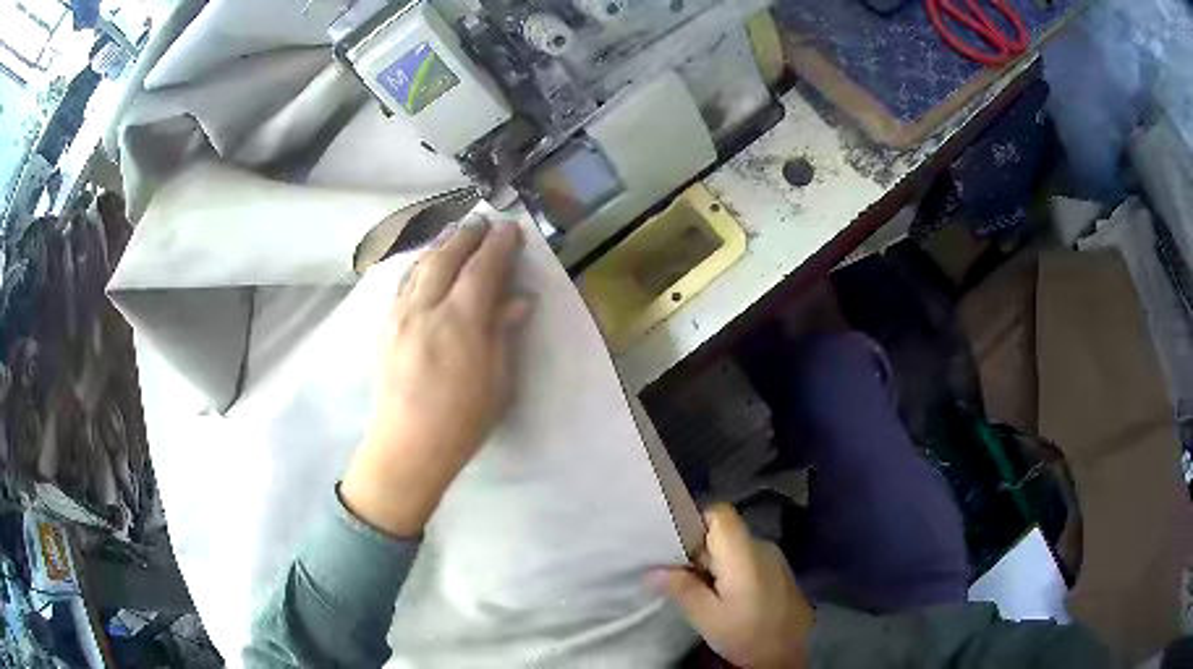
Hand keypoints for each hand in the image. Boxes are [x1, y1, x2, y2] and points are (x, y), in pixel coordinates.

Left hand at [341, 219, 531, 537]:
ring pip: (419, 266)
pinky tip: (425, 266)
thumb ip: (502, 333)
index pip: (481, 269)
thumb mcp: (496, 381)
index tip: (510, 228)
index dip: (497, 245)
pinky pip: (403, 284)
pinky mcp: (385, 327)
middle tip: (483, 221)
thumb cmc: (461, 422)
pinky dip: (419, 266)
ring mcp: (399, 316)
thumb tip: (517, 299)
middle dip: (466, 235)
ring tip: (455, 236)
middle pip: (445, 257)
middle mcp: (425, 308)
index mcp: (459, 322)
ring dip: (440, 245)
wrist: (406, 448)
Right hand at [651, 504, 813, 668]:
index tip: (676, 548)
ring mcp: (774, 559)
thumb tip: (651, 570)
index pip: (719, 513)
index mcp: (744, 553)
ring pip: (735, 548)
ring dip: (715, 564)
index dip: (695, 522)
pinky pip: (748, 560)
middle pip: (725, 532)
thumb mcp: (707, 617)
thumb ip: (681, 588)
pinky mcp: (778, 573)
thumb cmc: (747, 634)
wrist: (787, 656)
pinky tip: (724, 598)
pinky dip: (731, 572)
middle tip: (680, 577)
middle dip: (699, 550)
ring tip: (700, 590)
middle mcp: (762, 546)